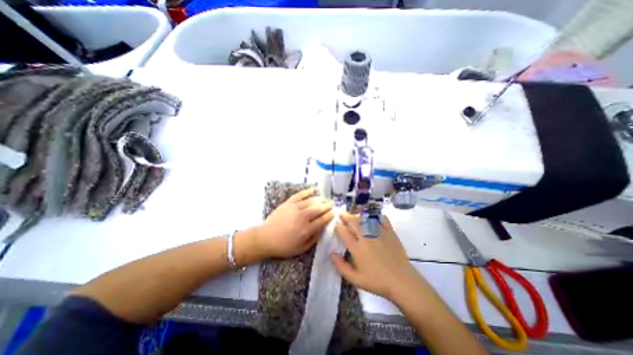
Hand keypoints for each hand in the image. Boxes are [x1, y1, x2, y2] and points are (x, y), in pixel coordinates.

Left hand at [254, 187, 333, 258]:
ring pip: (311, 201)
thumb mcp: (301, 249)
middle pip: (318, 209)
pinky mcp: (288, 203)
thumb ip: (314, 239)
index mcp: (306, 229)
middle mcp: (303, 217)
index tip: (335, 212)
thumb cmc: (283, 246)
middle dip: (327, 206)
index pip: (322, 220)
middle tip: (332, 204)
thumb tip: (322, 229)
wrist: (265, 238)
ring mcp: (295, 208)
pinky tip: (313, 190)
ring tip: (325, 199)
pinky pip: (299, 195)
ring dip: (320, 200)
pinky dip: (307, 192)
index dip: (330, 215)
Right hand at [331, 213, 430, 302]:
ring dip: (357, 215)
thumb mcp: (355, 279)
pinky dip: (376, 216)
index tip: (336, 225)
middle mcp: (366, 237)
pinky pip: (381, 219)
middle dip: (345, 216)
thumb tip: (332, 254)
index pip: (343, 232)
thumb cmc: (377, 281)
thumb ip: (341, 266)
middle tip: (341, 214)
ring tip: (353, 214)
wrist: (402, 281)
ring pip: (365, 219)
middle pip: (353, 222)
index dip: (338, 227)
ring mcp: (379, 233)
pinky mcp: (390, 232)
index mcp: (357, 248)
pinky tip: (372, 216)